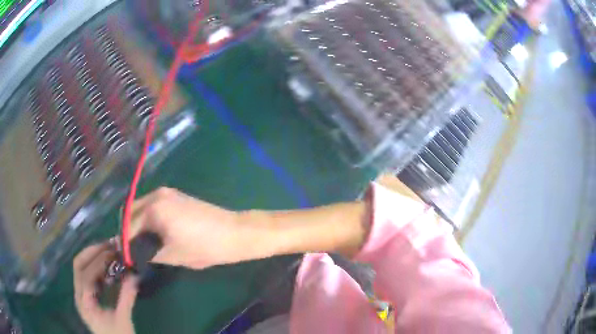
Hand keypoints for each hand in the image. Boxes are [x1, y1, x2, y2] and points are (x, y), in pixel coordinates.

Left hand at [73, 242, 137, 333]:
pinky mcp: (87, 295)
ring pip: (81, 268)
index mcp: (85, 303)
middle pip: (79, 265)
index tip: (114, 252)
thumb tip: (135, 275)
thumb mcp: (123, 320)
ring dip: (94, 256)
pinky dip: (97, 267)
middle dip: (93, 252)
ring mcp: (81, 295)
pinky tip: (108, 266)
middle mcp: (79, 295)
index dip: (99, 262)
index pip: (86, 275)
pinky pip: (88, 275)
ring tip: (110, 250)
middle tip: (109, 245)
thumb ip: (127, 297)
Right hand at [129, 187, 257, 268]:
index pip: (128, 227)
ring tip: (142, 243)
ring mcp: (166, 192)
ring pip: (140, 207)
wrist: (234, 233)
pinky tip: (153, 232)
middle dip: (128, 230)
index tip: (124, 256)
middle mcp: (156, 195)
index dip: (124, 243)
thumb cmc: (203, 247)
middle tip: (132, 249)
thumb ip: (146, 252)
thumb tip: (131, 253)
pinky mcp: (175, 195)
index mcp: (153, 209)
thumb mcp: (171, 255)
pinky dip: (147, 217)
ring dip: (137, 223)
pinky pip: (152, 205)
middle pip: (130, 212)